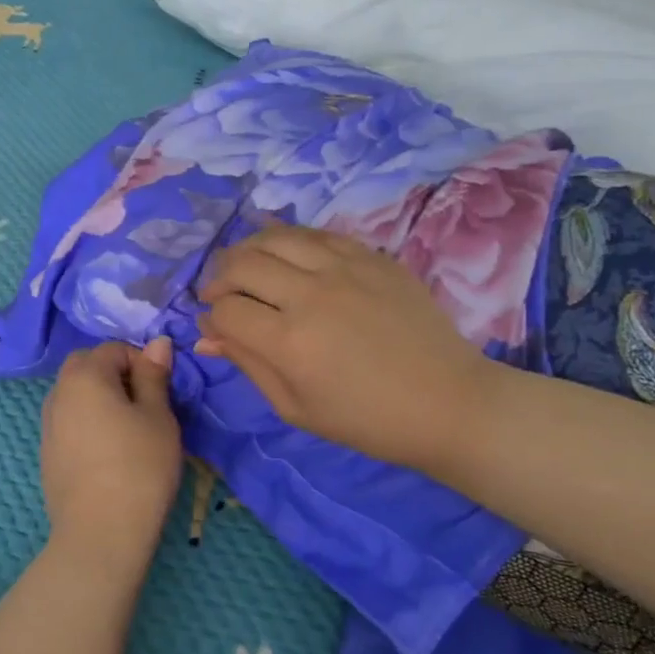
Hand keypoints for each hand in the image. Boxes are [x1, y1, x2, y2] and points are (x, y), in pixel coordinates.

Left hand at [40, 339, 183, 556]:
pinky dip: (87, 422)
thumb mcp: (158, 417)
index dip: (141, 362)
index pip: (113, 348)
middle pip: (86, 366)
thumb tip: (157, 343)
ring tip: (128, 429)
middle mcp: (57, 393)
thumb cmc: (139, 468)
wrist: (100, 533)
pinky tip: (108, 453)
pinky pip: (68, 422)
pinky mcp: (46, 453)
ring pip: (74, 394)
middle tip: (144, 405)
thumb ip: (154, 376)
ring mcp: (47, 425)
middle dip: (114, 374)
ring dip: (98, 398)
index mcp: (84, 376)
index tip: (161, 391)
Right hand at [197, 226, 493, 469]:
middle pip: (242, 264)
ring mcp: (345, 268)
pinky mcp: (372, 257)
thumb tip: (207, 337)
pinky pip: (317, 234)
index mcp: (289, 342)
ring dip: (249, 250)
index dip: (210, 317)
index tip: (214, 327)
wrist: (447, 403)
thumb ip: (248, 365)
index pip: (226, 309)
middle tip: (220, 294)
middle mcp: (311, 295)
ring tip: (246, 267)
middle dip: (219, 278)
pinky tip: (287, 257)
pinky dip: (290, 240)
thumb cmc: (366, 419)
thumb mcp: (295, 408)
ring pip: (276, 237)